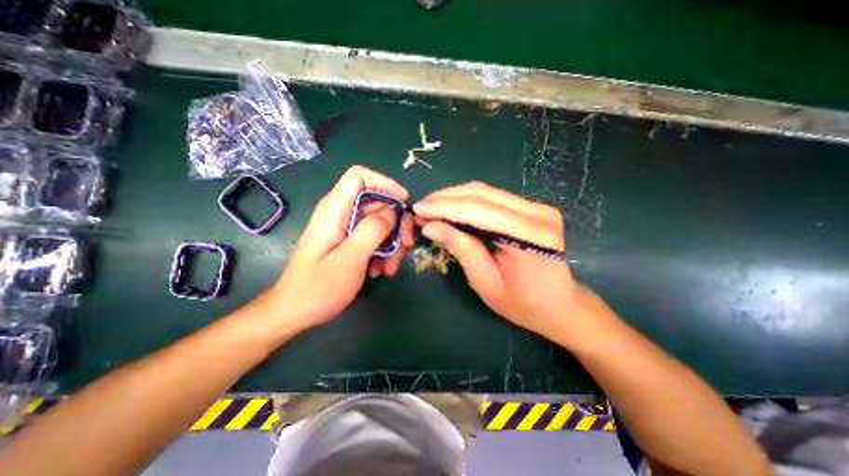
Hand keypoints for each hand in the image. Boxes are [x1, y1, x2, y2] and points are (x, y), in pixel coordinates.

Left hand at [263, 166, 415, 332]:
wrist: (294, 312)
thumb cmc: (317, 288)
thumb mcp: (349, 259)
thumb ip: (371, 231)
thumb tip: (392, 211)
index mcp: (335, 209)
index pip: (360, 176)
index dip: (385, 184)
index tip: (403, 204)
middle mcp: (341, 213)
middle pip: (378, 202)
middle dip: (397, 222)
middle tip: (405, 245)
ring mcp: (346, 228)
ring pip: (381, 222)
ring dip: (392, 243)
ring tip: (390, 268)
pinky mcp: (350, 242)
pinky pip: (375, 238)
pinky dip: (384, 252)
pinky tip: (381, 270)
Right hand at [416, 182, 580, 341]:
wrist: (560, 305)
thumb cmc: (523, 304)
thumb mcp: (486, 282)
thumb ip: (461, 249)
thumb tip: (430, 226)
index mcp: (531, 236)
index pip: (479, 210)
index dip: (444, 207)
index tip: (418, 209)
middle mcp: (538, 213)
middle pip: (482, 194)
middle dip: (446, 198)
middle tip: (421, 207)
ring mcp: (538, 207)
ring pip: (486, 191)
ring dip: (454, 197)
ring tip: (432, 207)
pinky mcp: (532, 208)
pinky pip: (493, 197)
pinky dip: (468, 201)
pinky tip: (451, 208)